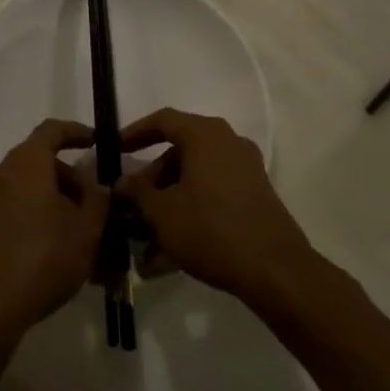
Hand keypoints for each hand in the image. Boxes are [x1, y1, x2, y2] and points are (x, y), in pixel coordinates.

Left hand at [0, 120, 109, 345]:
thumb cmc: (42, 256)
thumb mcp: (86, 230)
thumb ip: (99, 201)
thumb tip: (100, 187)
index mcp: (27, 161)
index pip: (53, 130)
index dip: (77, 132)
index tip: (97, 143)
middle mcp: (3, 173)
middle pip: (43, 163)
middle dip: (74, 181)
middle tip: (98, 206)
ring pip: (33, 191)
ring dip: (61, 206)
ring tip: (88, 237)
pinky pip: (20, 211)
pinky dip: (43, 221)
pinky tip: (65, 254)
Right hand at [117, 108, 315, 310]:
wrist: (275, 270)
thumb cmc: (211, 229)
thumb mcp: (162, 212)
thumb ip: (137, 191)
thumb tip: (122, 181)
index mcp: (205, 135)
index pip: (162, 120)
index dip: (134, 133)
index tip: (114, 150)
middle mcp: (228, 142)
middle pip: (180, 150)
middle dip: (152, 177)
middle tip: (132, 202)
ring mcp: (246, 168)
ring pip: (196, 175)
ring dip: (169, 198)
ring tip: (147, 233)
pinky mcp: (255, 195)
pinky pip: (213, 192)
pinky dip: (191, 208)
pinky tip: (172, 245)